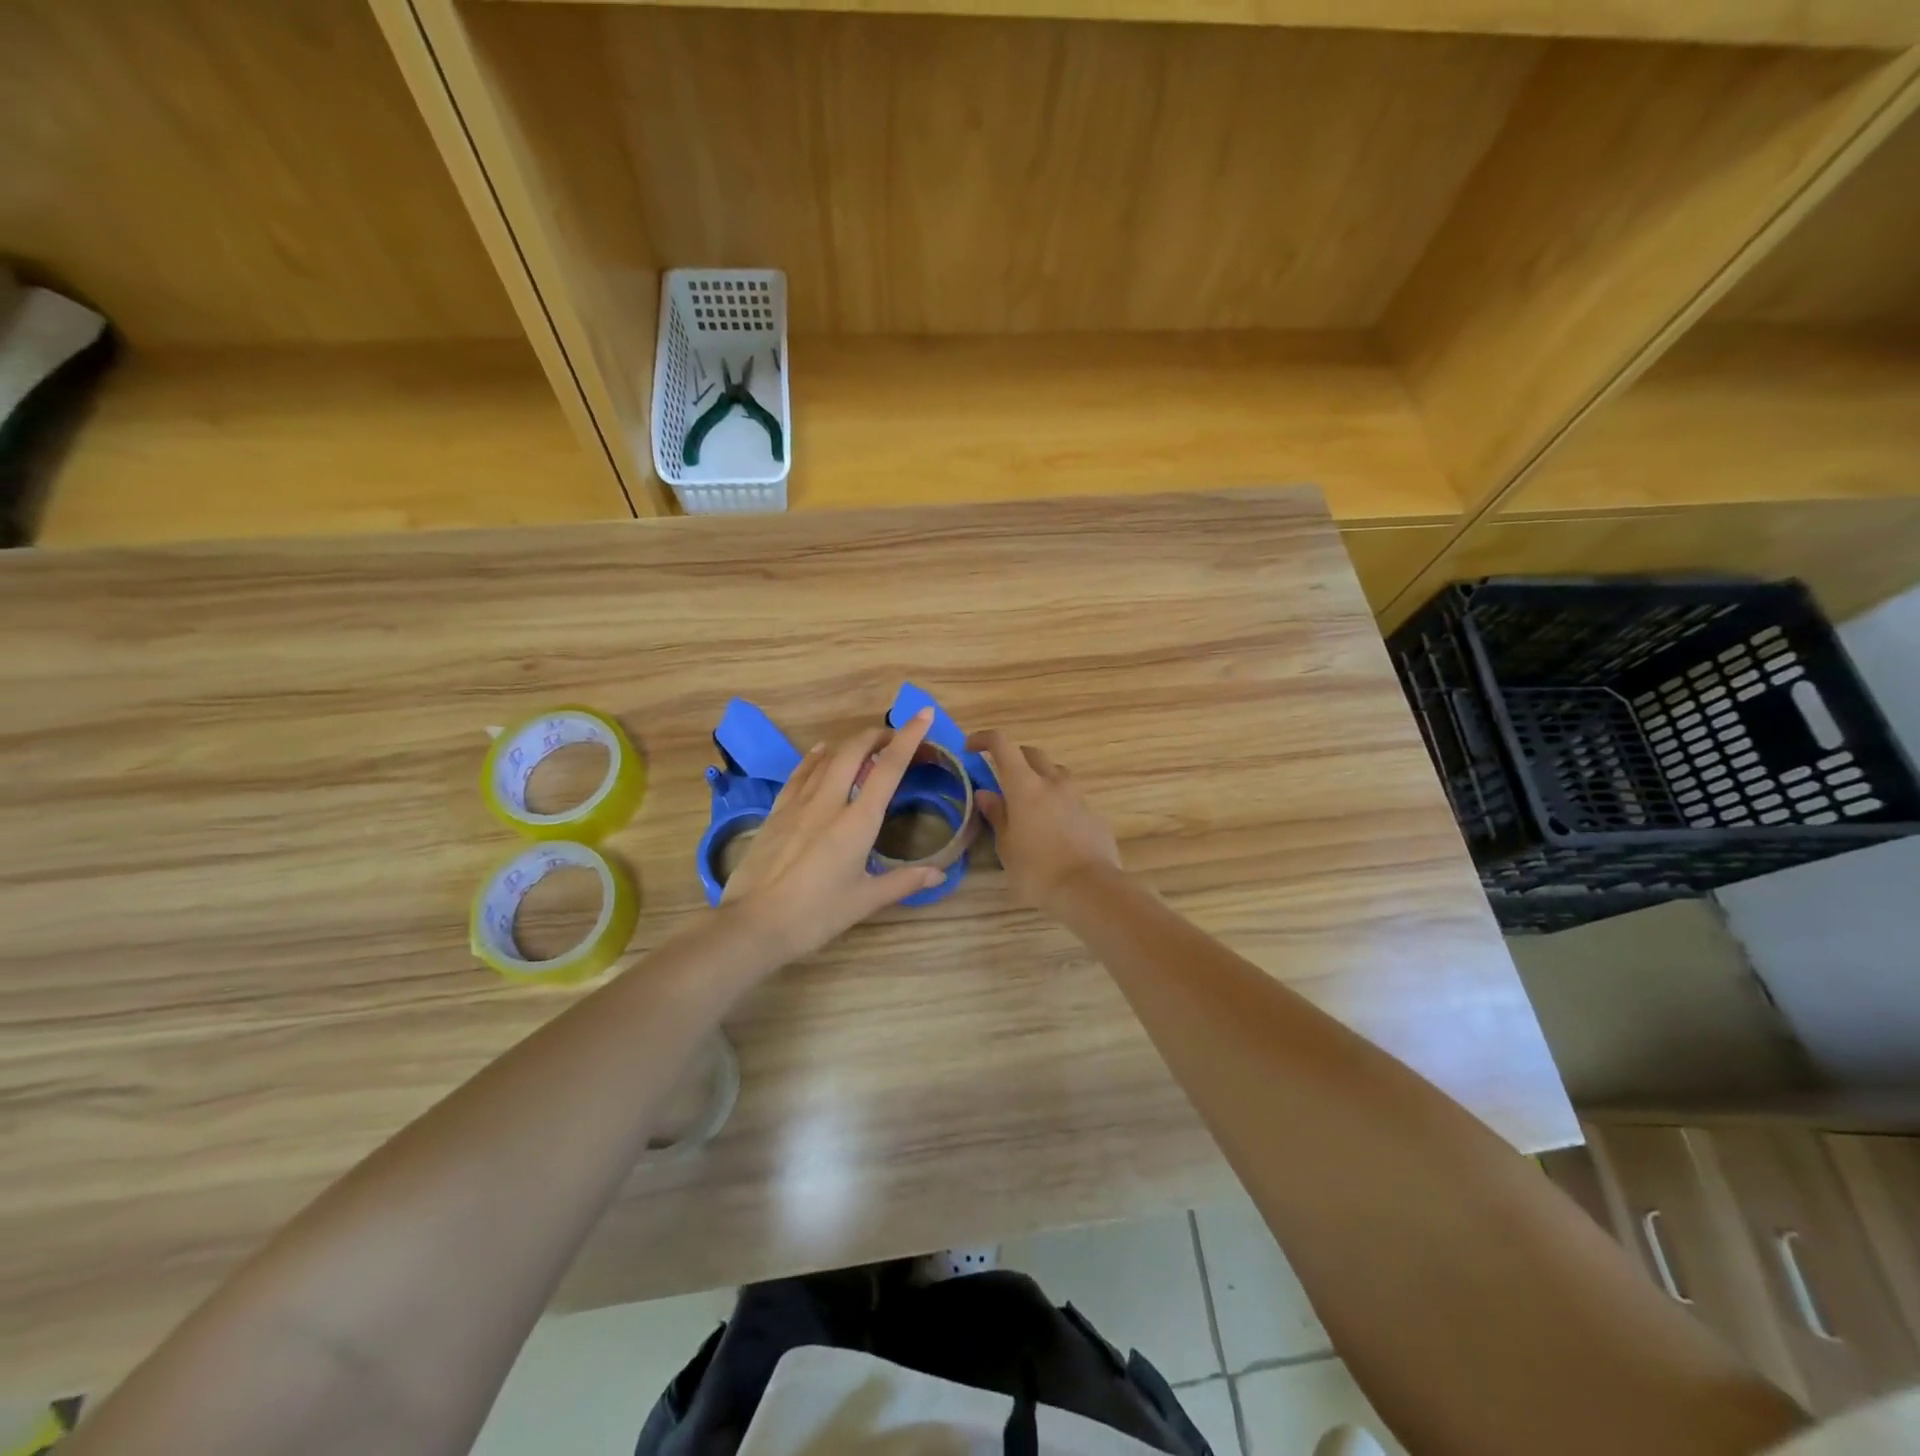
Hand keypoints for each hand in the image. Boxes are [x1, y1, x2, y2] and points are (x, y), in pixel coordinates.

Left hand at [720, 709, 946, 959]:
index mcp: (857, 821)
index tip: (923, 714)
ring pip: (827, 756)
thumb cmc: (815, 915)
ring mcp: (799, 803)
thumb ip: (903, 882)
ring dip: (851, 743)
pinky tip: (821, 752)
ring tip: (867, 745)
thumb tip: (939, 874)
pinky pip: (800, 772)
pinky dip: (816, 757)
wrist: (753, 924)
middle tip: (896, 737)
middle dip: (878, 735)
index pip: (889, 768)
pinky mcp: (777, 811)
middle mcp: (829, 802)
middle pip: (855, 750)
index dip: (908, 737)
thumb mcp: (864, 901)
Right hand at [966, 730, 1121, 915]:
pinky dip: (1057, 801)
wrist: (1090, 889)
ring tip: (1029, 803)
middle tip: (1001, 777)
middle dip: (1014, 757)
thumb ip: (997, 815)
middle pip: (1031, 753)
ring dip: (1039, 777)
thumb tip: (986, 794)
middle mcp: (1052, 782)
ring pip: (1055, 772)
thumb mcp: (1007, 846)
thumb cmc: (1037, 870)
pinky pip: (1071, 796)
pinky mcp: (1093, 813)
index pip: (1002, 744)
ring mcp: (1077, 796)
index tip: (971, 748)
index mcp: (1025, 785)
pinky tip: (1053, 827)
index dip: (984, 739)